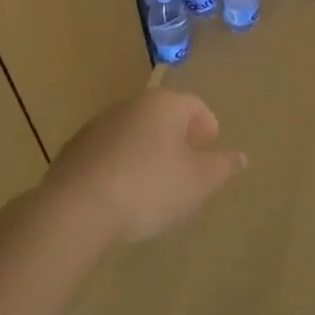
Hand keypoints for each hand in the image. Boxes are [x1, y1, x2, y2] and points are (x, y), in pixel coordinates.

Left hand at [44, 89, 245, 244]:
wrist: (76, 209)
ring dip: (148, 151)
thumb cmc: (149, 188)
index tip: (210, 151)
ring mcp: (98, 125)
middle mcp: (130, 105)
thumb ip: (222, 167)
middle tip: (186, 168)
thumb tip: (240, 157)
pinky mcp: (74, 149)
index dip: (208, 127)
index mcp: (164, 105)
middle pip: (163, 116)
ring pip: (134, 133)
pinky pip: (109, 152)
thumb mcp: (198, 182)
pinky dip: (121, 165)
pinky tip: (122, 194)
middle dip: (178, 138)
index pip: (195, 106)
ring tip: (154, 185)